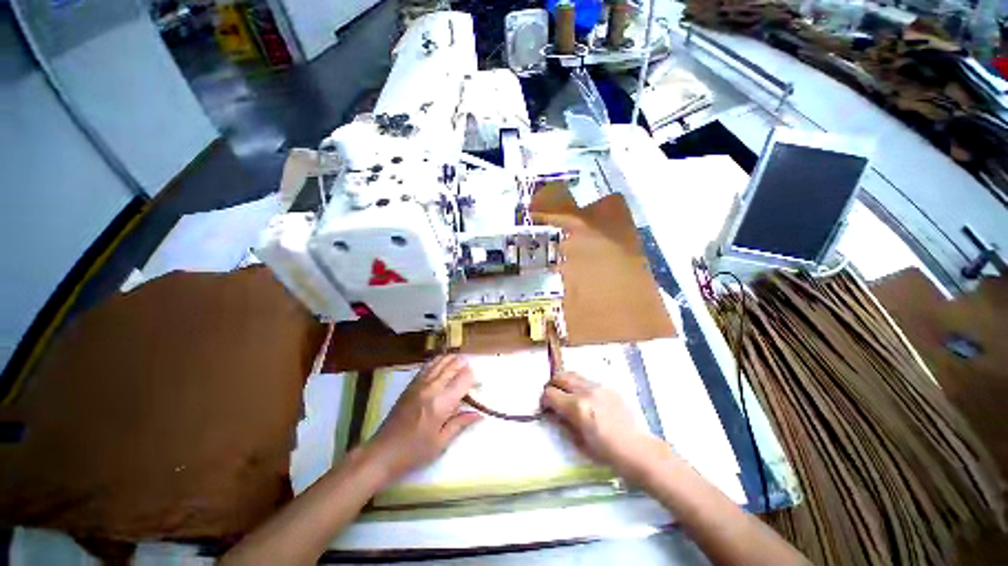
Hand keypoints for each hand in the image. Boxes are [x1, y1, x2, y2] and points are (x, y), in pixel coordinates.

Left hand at [365, 355, 481, 483]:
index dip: (473, 379)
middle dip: (464, 366)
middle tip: (470, 375)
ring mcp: (420, 383)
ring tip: (460, 364)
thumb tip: (479, 414)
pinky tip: (443, 363)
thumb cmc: (414, 451)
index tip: (477, 386)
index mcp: (442, 403)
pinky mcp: (411, 384)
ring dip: (452, 360)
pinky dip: (439, 361)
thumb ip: (460, 423)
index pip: (464, 379)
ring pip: (441, 362)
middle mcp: (432, 388)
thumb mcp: (441, 442)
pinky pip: (428, 365)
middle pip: (453, 365)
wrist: (383, 452)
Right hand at [541, 372, 660, 479]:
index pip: (550, 393)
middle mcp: (585, 391)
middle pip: (560, 377)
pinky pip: (588, 380)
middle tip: (553, 397)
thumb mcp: (579, 442)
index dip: (544, 400)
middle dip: (552, 385)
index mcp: (576, 407)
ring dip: (565, 381)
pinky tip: (585, 397)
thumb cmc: (607, 453)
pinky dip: (580, 384)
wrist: (638, 449)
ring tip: (567, 393)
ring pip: (573, 374)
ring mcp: (598, 386)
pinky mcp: (609, 387)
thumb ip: (562, 423)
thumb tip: (551, 413)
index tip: (546, 408)